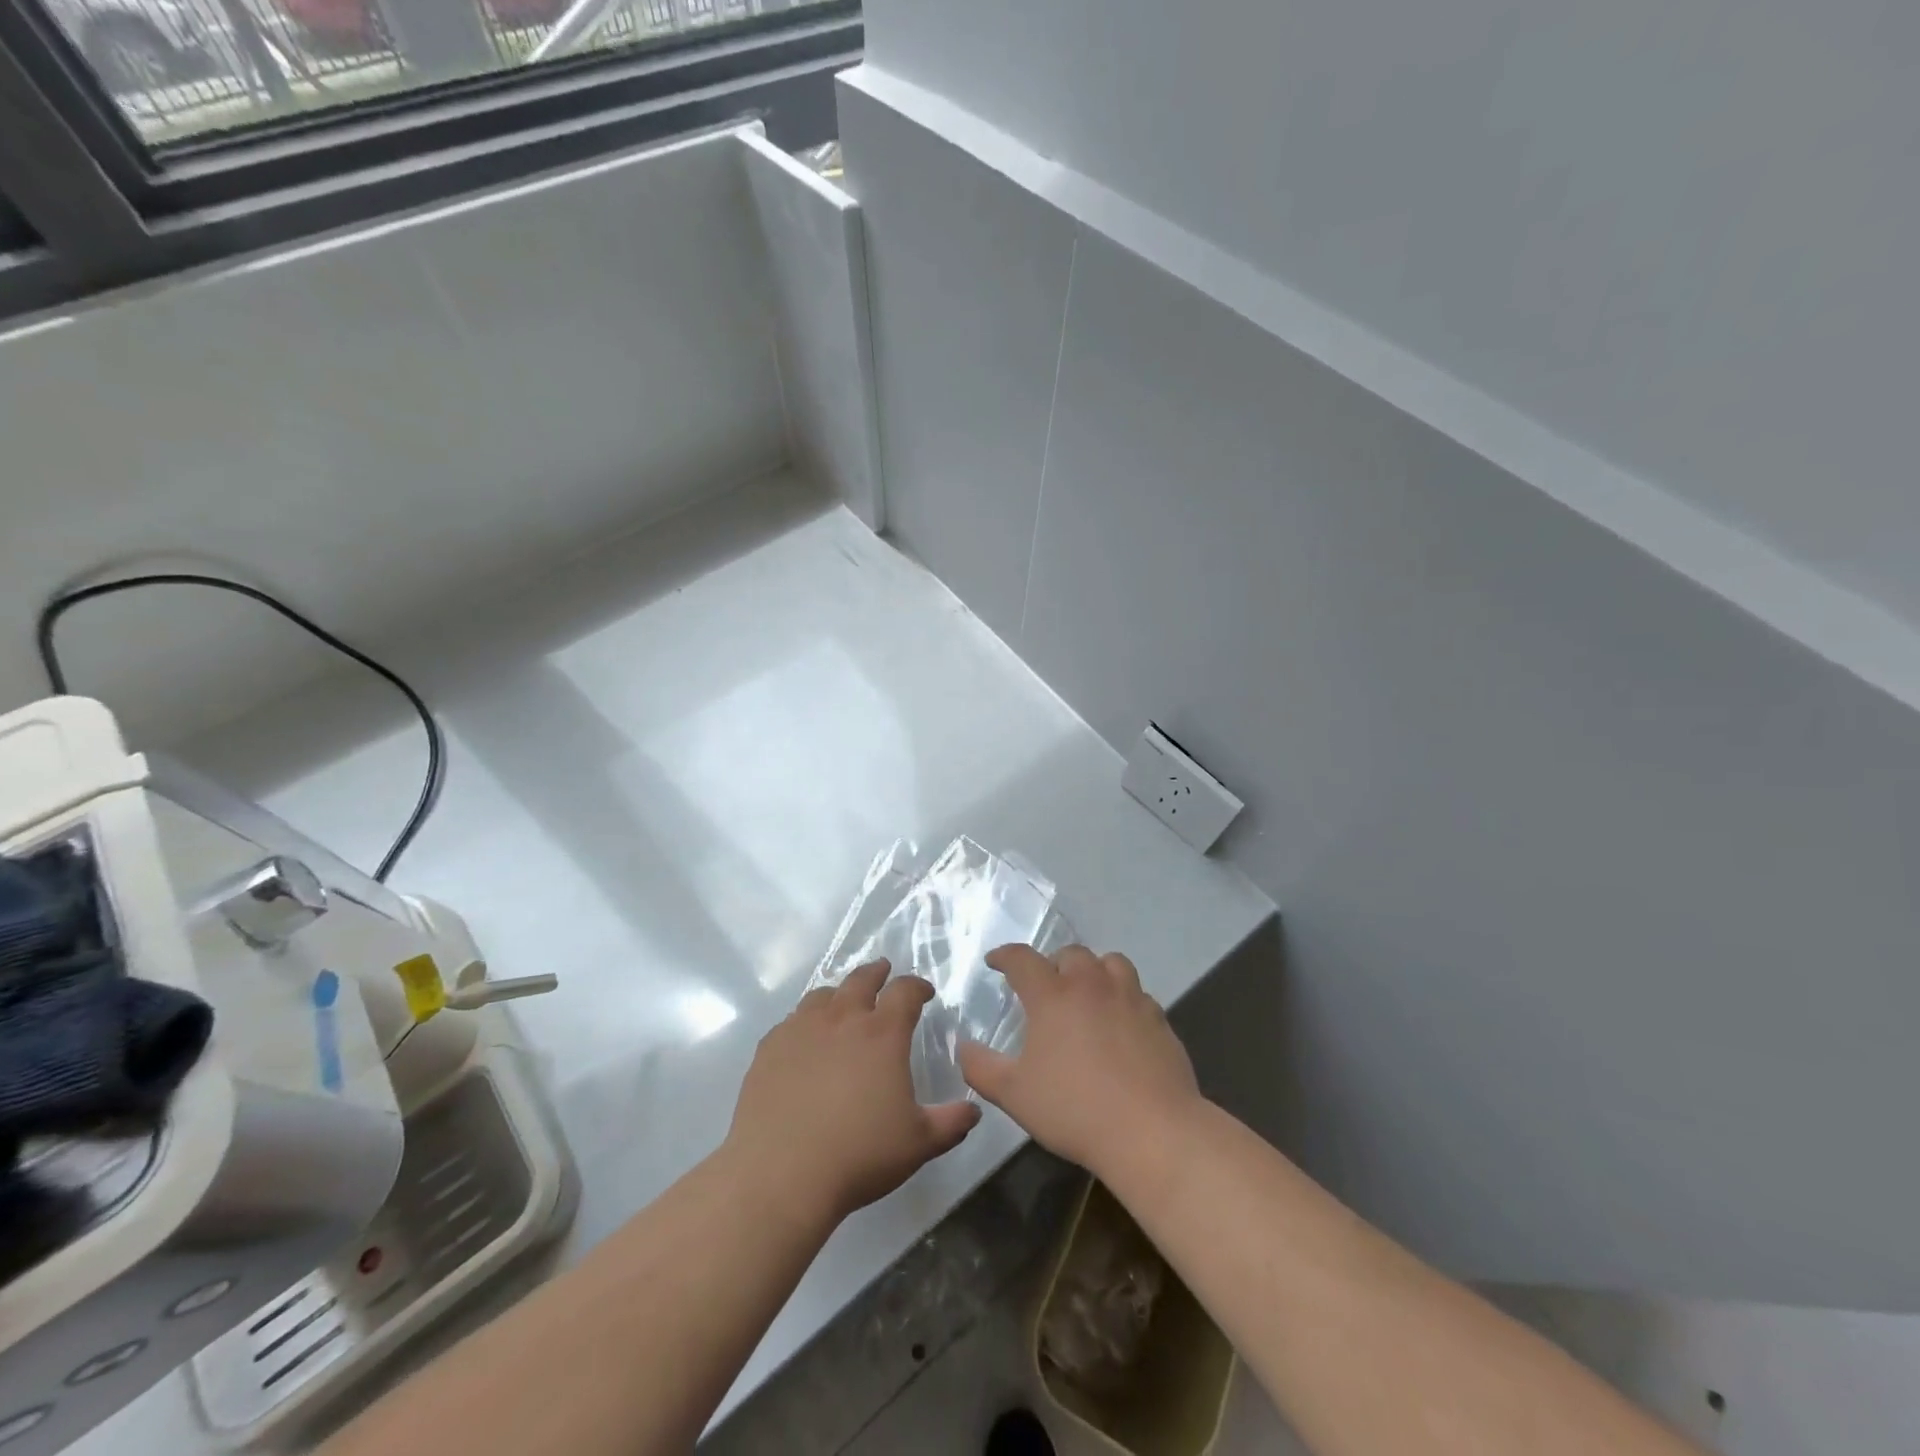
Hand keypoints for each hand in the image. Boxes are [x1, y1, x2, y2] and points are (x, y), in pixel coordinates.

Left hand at [725, 961, 981, 1224]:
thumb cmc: (859, 1155)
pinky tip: (804, 1038)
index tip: (924, 991)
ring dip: (839, 993)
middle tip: (883, 971)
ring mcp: (801, 1029)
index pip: (905, 991)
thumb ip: (950, 1122)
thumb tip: (973, 1109)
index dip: (917, 986)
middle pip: (861, 980)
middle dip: (876, 973)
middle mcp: (842, 1019)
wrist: (780, 1173)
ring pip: (823, 995)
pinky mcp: (769, 1048)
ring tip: (843, 1001)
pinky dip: (805, 1021)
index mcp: (882, 1034)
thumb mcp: (918, 1144)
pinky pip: (791, 1021)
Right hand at [958, 944, 1201, 1177]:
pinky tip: (1120, 1023)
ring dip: (1093, 971)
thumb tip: (963, 1047)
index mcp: (1052, 995)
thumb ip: (981, 1068)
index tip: (995, 962)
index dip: (1005, 956)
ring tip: (1087, 993)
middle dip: (1052, 964)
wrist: (1151, 1131)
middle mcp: (1091, 984)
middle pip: (1070, 954)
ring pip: (1110, 963)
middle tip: (1045, 986)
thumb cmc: (1074, 1109)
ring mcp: (1130, 998)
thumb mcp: (1014, 1094)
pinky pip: (1137, 993)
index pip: (1022, 959)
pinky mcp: (1159, 1018)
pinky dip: (1123, 997)